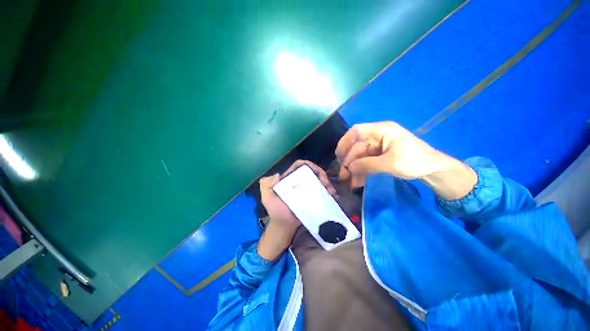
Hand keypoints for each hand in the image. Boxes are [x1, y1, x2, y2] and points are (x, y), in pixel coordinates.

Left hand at [258, 160, 335, 259]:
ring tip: (331, 191)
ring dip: (327, 183)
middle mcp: (300, 181)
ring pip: (319, 180)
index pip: (300, 165)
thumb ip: (266, 185)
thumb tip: (277, 175)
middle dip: (322, 174)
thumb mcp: (267, 198)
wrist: (284, 226)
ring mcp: (308, 190)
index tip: (316, 173)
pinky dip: (329, 191)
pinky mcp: (314, 198)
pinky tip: (332, 196)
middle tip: (326, 184)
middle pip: (313, 171)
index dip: (309, 165)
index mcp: (290, 178)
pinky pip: (322, 192)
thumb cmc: (276, 211)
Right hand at [335, 121, 475, 198]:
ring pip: (359, 156)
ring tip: (350, 182)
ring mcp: (378, 146)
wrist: (433, 170)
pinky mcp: (379, 155)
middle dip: (349, 161)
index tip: (338, 156)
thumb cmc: (415, 161)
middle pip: (356, 146)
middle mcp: (377, 136)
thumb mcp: (390, 163)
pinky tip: (358, 181)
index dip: (345, 142)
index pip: (356, 131)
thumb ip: (367, 164)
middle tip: (343, 176)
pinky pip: (365, 162)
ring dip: (354, 169)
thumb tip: (348, 168)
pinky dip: (361, 171)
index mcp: (382, 130)